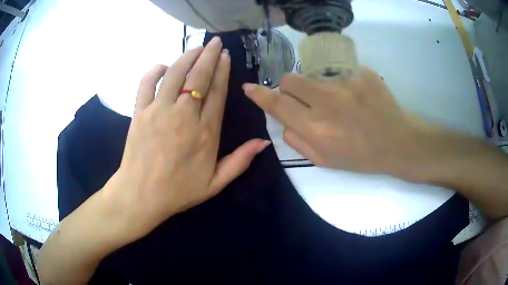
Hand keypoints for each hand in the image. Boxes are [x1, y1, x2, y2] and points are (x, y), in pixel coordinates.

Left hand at [108, 37, 269, 243]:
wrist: (140, 196)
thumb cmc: (178, 192)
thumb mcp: (215, 184)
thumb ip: (240, 161)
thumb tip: (263, 142)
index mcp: (205, 133)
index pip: (217, 93)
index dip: (223, 71)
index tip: (226, 57)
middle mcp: (184, 116)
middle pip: (199, 77)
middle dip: (209, 56)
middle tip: (216, 42)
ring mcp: (159, 111)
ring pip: (176, 74)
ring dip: (188, 56)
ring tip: (197, 47)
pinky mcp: (140, 113)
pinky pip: (146, 84)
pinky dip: (155, 70)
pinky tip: (164, 66)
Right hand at [243, 67, 453, 181]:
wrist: (397, 142)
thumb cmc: (361, 157)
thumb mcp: (325, 162)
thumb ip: (298, 142)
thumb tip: (283, 123)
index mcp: (316, 129)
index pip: (277, 104)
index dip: (259, 94)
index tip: (248, 87)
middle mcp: (326, 103)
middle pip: (291, 80)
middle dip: (290, 87)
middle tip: (305, 98)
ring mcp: (345, 84)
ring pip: (314, 74)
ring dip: (316, 85)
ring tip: (337, 100)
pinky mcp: (361, 73)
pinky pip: (338, 71)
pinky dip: (340, 82)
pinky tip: (355, 96)